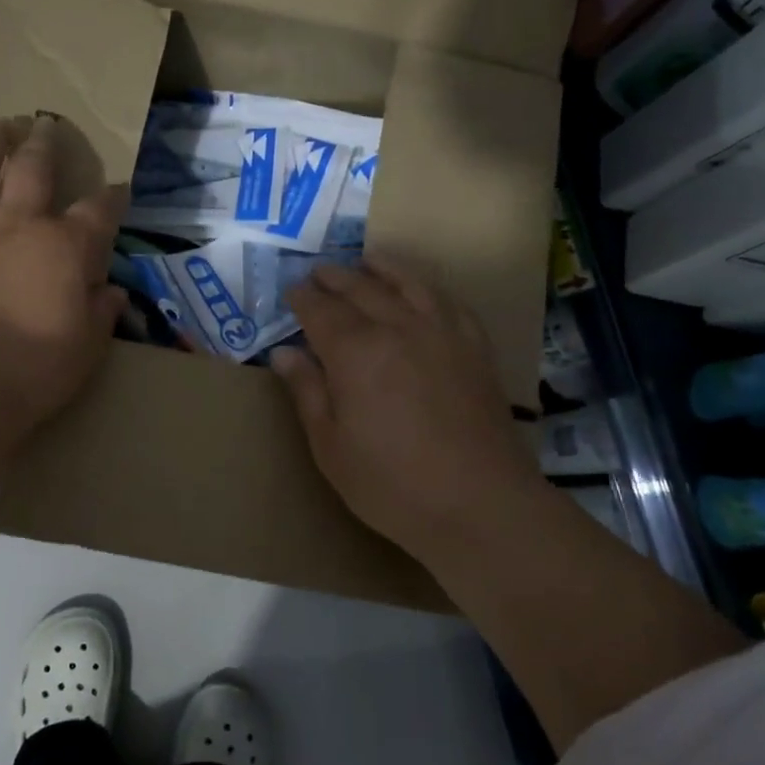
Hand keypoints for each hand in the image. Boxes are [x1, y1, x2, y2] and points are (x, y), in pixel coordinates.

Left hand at [0, 114, 126, 478]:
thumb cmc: (36, 367)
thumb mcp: (88, 347)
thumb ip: (101, 312)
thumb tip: (111, 293)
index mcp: (66, 246)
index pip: (99, 210)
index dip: (113, 196)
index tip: (119, 188)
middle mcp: (19, 225)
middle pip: (33, 167)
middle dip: (44, 142)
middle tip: (46, 124)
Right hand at [270, 256, 540, 564]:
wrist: (480, 504)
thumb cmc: (392, 484)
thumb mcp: (331, 446)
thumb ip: (307, 391)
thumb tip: (283, 352)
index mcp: (355, 352)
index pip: (321, 310)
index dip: (303, 299)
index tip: (292, 292)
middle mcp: (398, 328)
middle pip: (360, 289)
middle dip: (335, 278)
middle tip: (319, 273)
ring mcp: (441, 333)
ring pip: (407, 284)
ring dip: (382, 268)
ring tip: (367, 261)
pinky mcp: (474, 346)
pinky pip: (448, 301)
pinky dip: (428, 287)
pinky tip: (422, 290)